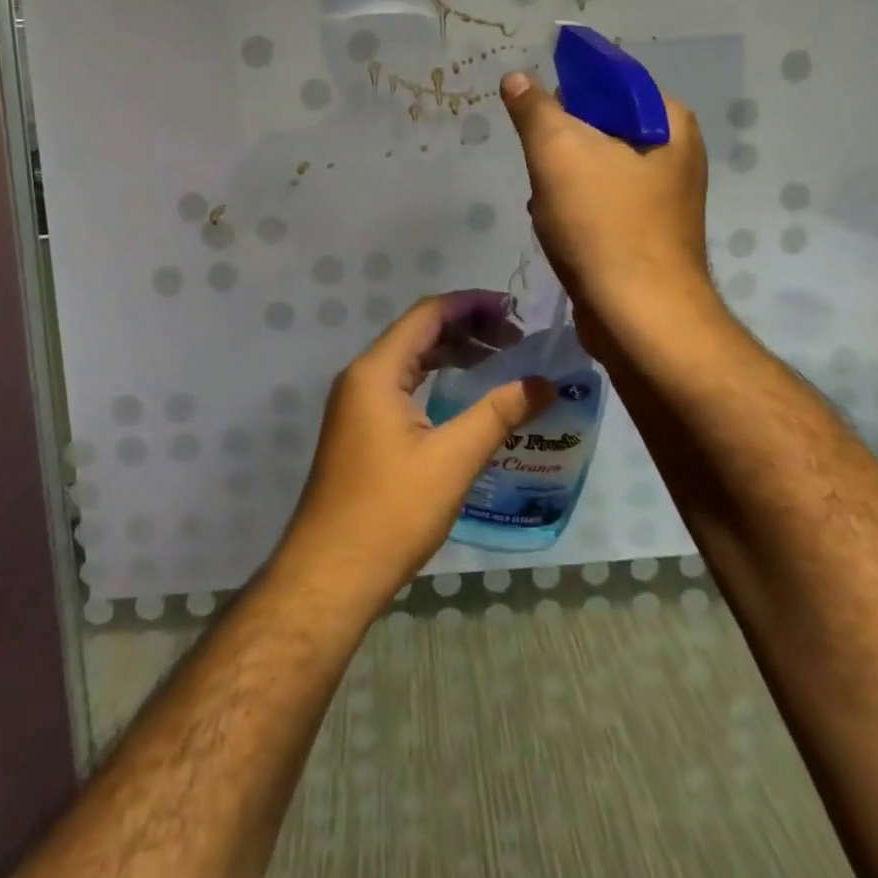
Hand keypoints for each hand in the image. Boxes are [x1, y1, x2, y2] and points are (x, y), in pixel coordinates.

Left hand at [274, 291, 553, 614]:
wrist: (331, 573)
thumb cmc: (391, 511)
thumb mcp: (453, 459)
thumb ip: (499, 414)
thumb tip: (546, 383)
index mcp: (376, 371)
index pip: (427, 314)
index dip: (471, 304)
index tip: (513, 309)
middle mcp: (361, 376)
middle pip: (418, 333)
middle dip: (466, 328)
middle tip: (516, 339)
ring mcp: (357, 404)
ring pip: (410, 360)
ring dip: (452, 354)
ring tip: (499, 360)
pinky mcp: (360, 428)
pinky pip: (402, 386)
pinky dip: (436, 379)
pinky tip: (465, 395)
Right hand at [500, 70, 713, 350]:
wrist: (638, 318)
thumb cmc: (603, 224)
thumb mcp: (558, 151)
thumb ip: (535, 108)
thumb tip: (518, 78)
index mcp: (670, 123)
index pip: (611, 82)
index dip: (568, 92)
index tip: (536, 117)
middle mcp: (674, 156)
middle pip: (598, 128)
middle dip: (560, 146)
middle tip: (542, 167)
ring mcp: (661, 200)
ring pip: (592, 170)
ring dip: (560, 183)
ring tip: (547, 205)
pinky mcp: (644, 236)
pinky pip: (598, 207)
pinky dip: (573, 214)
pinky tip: (557, 232)